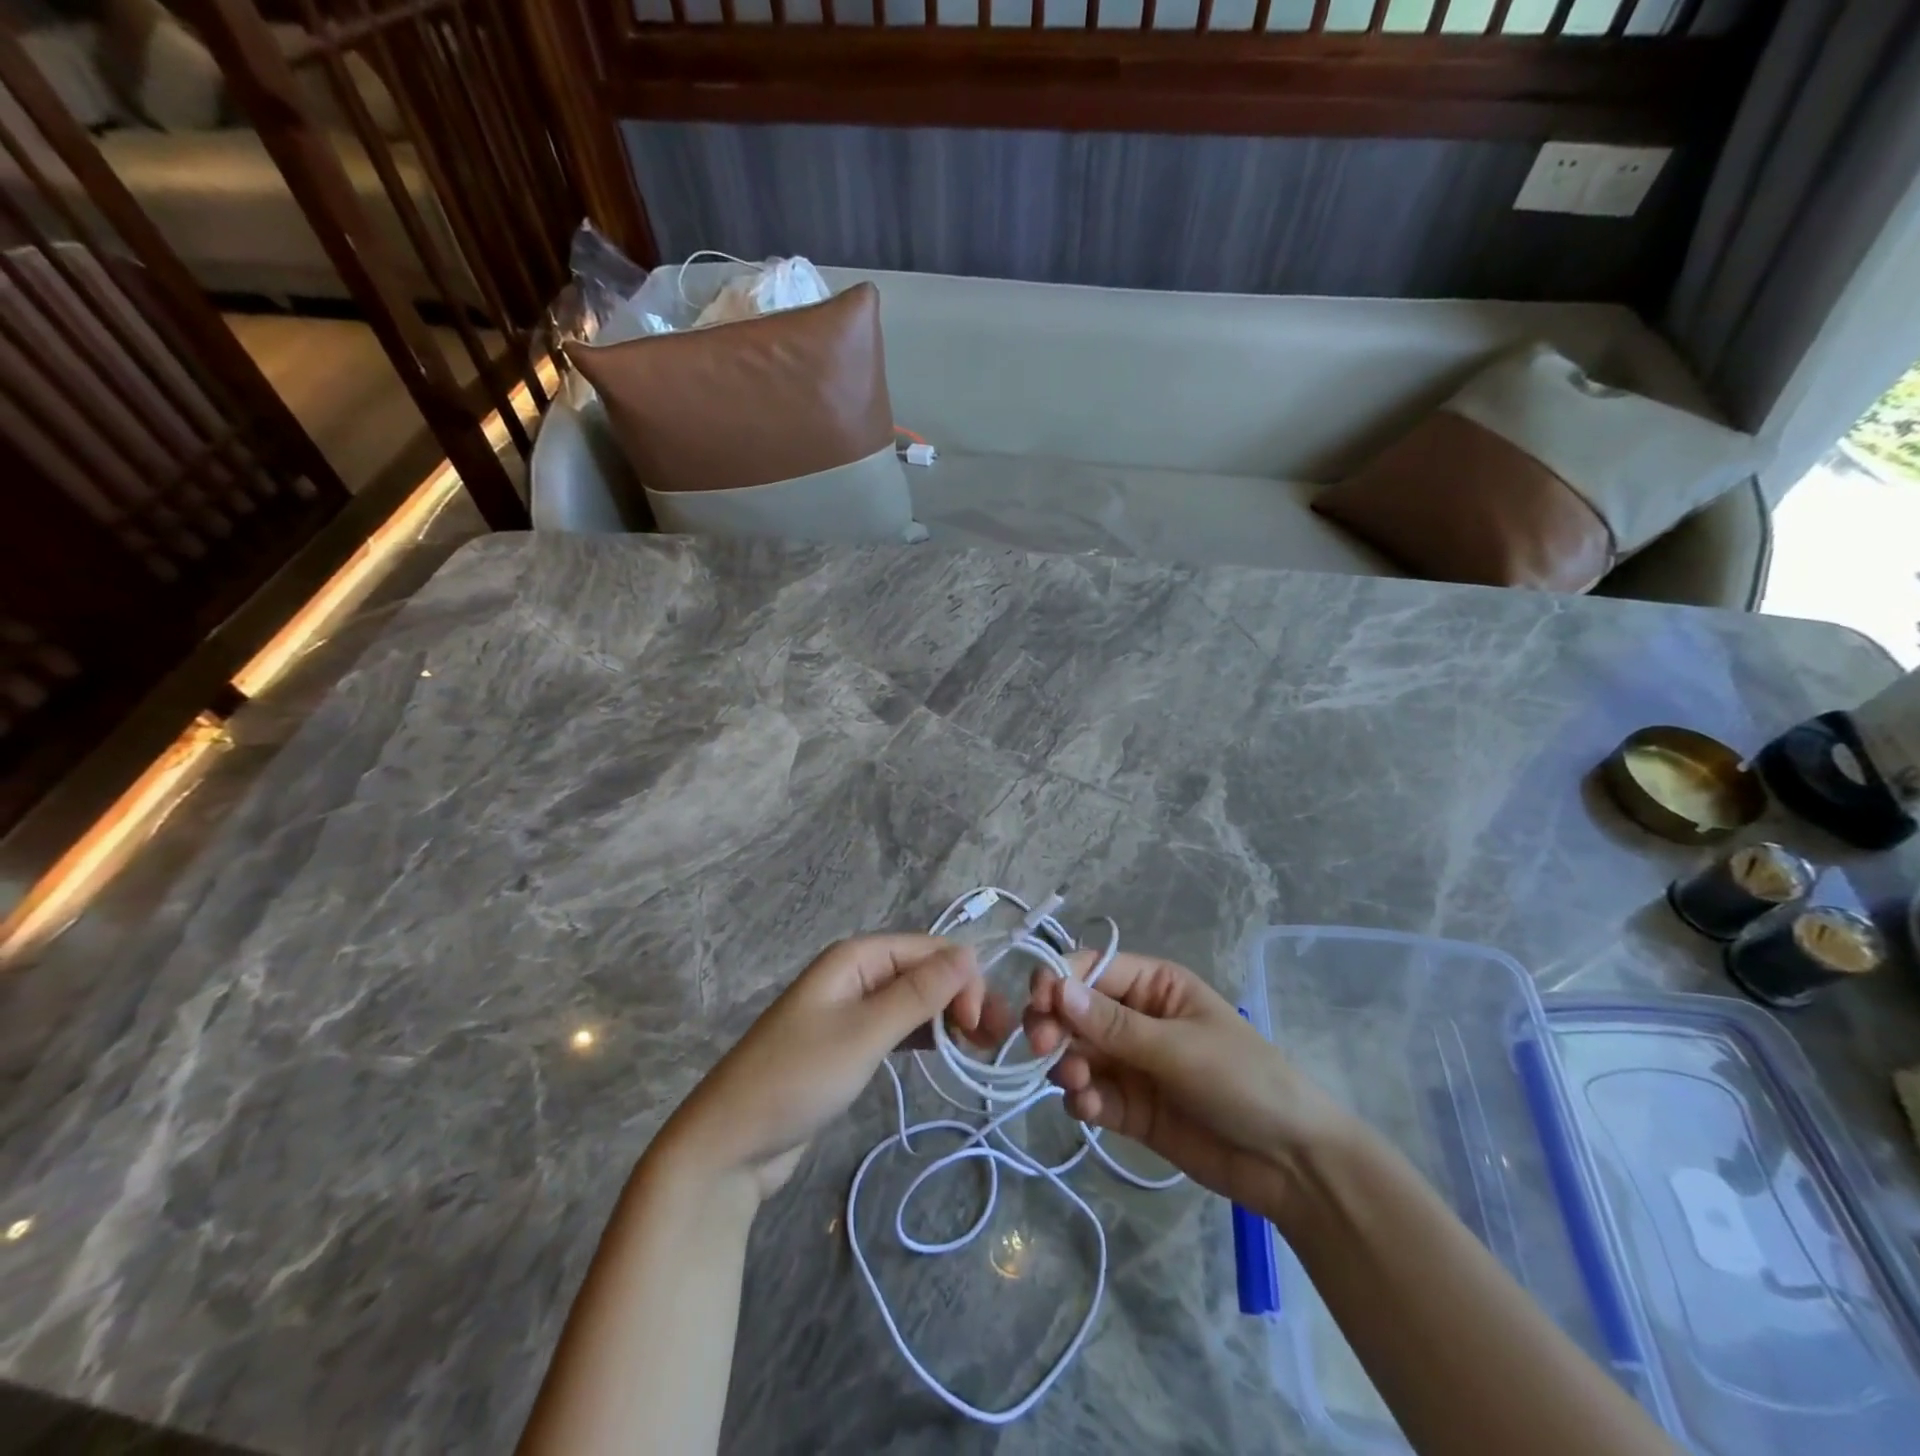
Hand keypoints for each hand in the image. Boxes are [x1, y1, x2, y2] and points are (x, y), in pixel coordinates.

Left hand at [647, 936, 1011, 1201]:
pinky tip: (946, 1054)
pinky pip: (898, 1028)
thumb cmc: (798, 1078)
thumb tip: (969, 953)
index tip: (983, 1024)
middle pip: (923, 973)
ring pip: (914, 1001)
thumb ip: (918, 993)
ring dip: (948, 1019)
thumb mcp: (864, 1032)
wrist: (730, 1144)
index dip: (962, 978)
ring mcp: (851, 1010)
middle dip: (961, 998)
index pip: (928, 950)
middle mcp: (855, 974)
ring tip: (980, 1050)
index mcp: (856, 957)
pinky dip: (925, 1037)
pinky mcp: (849, 1045)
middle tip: (993, 1042)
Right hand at [1023, 952, 1361, 1226]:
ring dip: (1066, 1065)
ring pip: (1076, 1053)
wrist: (1289, 1164)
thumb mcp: (1179, 1048)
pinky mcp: (1129, 1107)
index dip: (1059, 980)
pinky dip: (1082, 1099)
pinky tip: (1090, 1110)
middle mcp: (1135, 1017)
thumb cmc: (1242, 1081)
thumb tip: (1057, 990)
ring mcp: (1130, 1064)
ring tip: (1079, 1085)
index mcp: (1153, 985)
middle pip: (1074, 1011)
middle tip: (1040, 1047)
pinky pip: (1090, 1094)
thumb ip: (1114, 1025)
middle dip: (1053, 1025)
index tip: (1036, 1003)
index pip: (1091, 968)